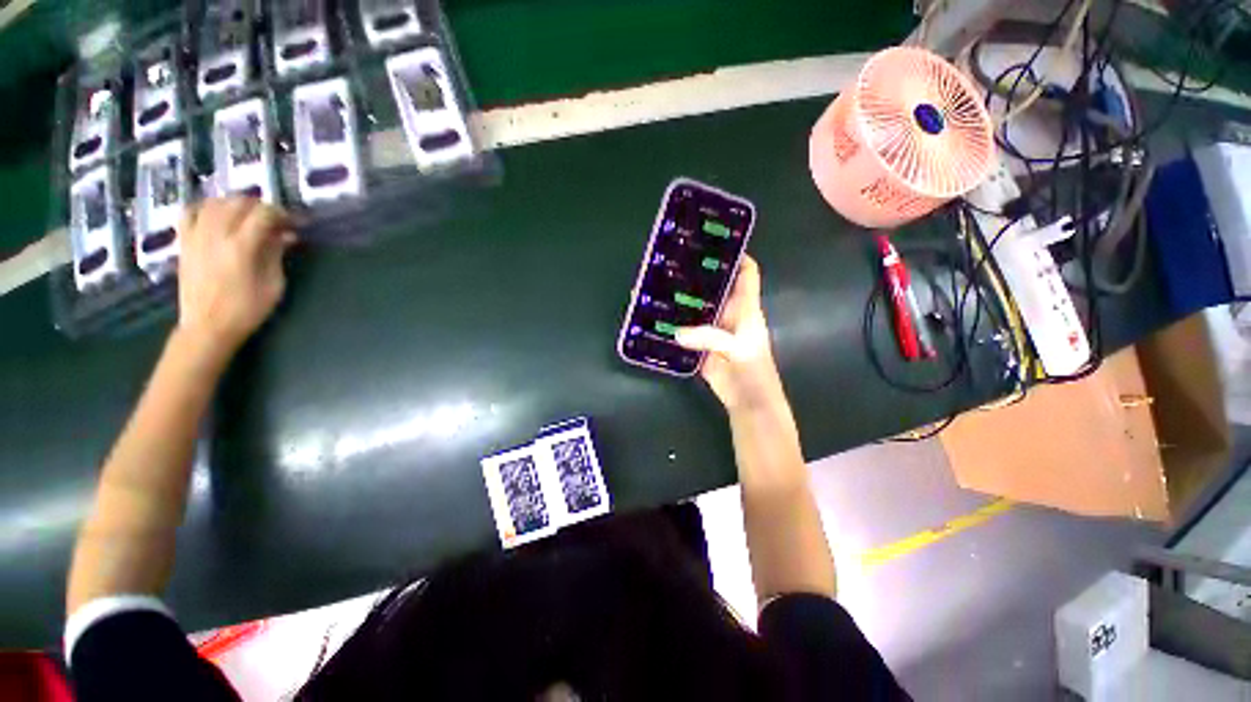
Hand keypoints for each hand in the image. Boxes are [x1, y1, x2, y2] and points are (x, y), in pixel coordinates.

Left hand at [175, 197, 295, 359]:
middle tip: (274, 219)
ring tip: (248, 215)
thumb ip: (276, 255)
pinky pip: (190, 212)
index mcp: (241, 247)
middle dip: (260, 206)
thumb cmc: (246, 310)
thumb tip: (285, 235)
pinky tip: (216, 215)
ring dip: (234, 203)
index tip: (294, 223)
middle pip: (237, 203)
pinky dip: (205, 208)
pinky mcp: (184, 243)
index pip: (263, 215)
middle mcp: (215, 235)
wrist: (207, 328)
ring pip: (214, 203)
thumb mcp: (273, 285)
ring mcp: (195, 237)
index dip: (281, 214)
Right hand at [676, 256, 783, 412]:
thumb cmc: (753, 371)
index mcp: (745, 307)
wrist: (747, 401)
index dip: (737, 255)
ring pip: (697, 307)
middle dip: (699, 274)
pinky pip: (685, 330)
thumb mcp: (738, 349)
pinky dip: (674, 323)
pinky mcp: (699, 344)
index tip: (715, 241)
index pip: (747, 273)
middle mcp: (728, 313)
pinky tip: (658, 315)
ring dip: (683, 299)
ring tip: (661, 284)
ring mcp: (712, 329)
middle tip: (675, 261)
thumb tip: (677, 333)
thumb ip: (710, 338)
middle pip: (715, 286)